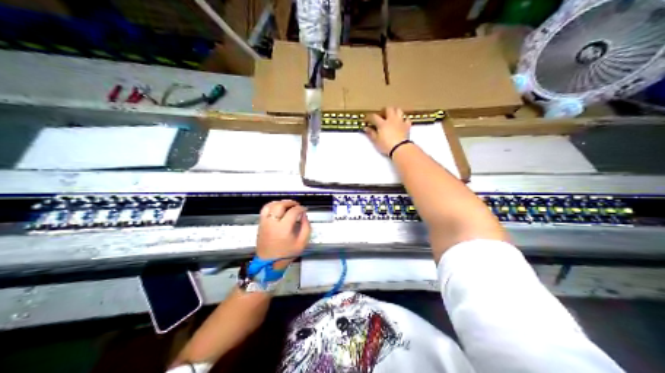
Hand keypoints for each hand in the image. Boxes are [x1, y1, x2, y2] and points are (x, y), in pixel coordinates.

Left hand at [257, 200, 314, 269]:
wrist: (269, 262)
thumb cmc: (286, 254)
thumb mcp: (302, 243)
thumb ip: (306, 227)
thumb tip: (304, 216)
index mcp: (284, 228)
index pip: (293, 211)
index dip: (301, 208)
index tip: (304, 210)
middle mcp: (273, 223)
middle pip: (281, 205)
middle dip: (290, 203)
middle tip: (297, 205)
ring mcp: (265, 222)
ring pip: (271, 205)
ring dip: (281, 203)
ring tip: (287, 205)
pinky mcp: (260, 223)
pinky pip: (265, 209)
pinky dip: (272, 205)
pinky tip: (278, 208)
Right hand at [363, 106, 411, 154]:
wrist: (400, 148)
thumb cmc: (386, 145)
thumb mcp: (376, 141)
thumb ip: (371, 133)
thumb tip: (366, 128)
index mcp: (382, 123)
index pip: (374, 116)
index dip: (369, 117)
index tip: (367, 120)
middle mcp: (391, 119)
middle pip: (388, 109)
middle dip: (384, 110)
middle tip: (382, 114)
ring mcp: (400, 122)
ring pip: (399, 110)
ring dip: (395, 111)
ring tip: (392, 115)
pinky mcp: (407, 126)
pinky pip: (406, 119)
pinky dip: (404, 119)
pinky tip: (402, 122)